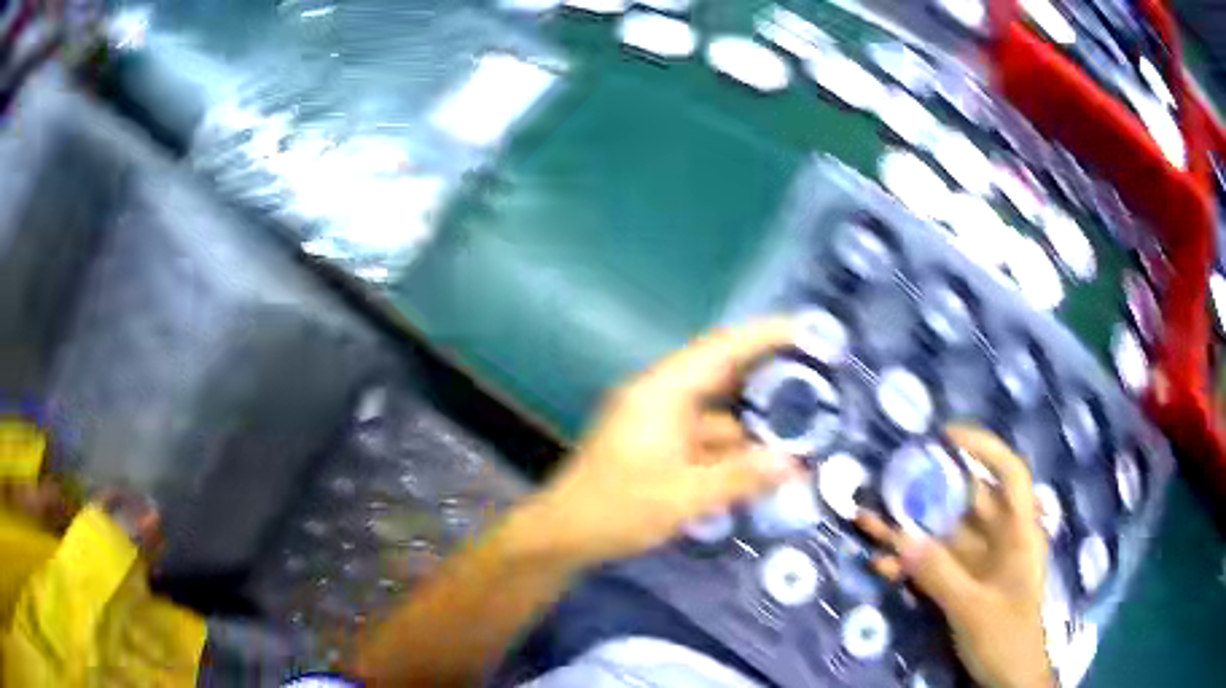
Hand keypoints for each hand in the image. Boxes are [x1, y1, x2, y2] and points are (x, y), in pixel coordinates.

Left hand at [528, 319, 801, 566]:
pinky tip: (761, 463)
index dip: (764, 335)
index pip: (721, 349)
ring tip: (800, 429)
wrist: (562, 535)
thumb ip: (741, 477)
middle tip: (816, 379)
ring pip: (717, 411)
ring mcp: (657, 421)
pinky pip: (704, 436)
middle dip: (768, 378)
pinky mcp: (657, 445)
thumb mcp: (684, 497)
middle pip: (723, 375)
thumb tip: (793, 463)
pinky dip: (732, 447)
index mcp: (662, 392)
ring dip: (752, 422)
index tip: (805, 328)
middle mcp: (661, 397)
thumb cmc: (617, 509)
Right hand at [857, 426, 1053, 687]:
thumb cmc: (1006, 638)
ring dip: (908, 531)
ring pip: (942, 535)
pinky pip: (932, 565)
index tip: (945, 436)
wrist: (1007, 680)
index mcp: (1019, 533)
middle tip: (888, 479)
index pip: (1009, 474)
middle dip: (928, 490)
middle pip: (966, 502)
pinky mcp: (961, 585)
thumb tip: (901, 538)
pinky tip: (880, 568)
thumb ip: (939, 574)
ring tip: (867, 520)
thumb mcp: (973, 609)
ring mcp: (978, 563)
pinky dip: (908, 565)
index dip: (983, 448)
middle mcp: (999, 539)